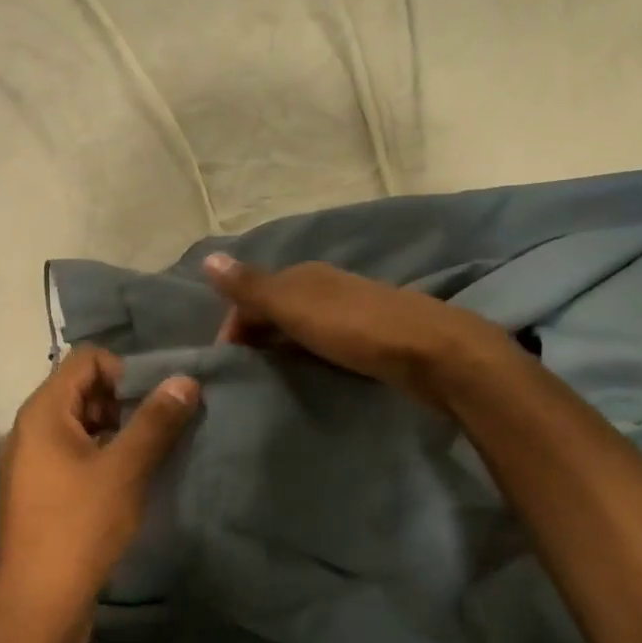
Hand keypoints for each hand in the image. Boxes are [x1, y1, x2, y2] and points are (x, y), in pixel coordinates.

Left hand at [0, 348, 198, 642]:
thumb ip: (156, 420)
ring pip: (81, 423)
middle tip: (158, 429)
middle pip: (82, 388)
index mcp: (43, 412)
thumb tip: (185, 379)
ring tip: (150, 455)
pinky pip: (74, 453)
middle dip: (124, 401)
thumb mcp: (125, 469)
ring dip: (118, 429)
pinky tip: (129, 480)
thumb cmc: (79, 527)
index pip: (87, 358)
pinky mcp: (39, 490)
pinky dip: (103, 454)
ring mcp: (32, 461)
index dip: (126, 369)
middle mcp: (31, 428)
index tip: (156, 401)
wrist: (36, 606)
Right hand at [205, 254, 515, 407]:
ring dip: (279, 350)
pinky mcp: (367, 338)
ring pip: (298, 328)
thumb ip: (252, 287)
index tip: (227, 364)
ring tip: (267, 383)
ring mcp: (348, 312)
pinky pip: (321, 344)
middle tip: (243, 377)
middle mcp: (323, 287)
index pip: (251, 295)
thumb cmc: (357, 328)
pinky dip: (305, 357)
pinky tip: (304, 377)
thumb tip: (208, 259)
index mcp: (303, 276)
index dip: (233, 325)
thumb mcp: (296, 306)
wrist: (433, 352)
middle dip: (254, 338)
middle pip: (274, 310)